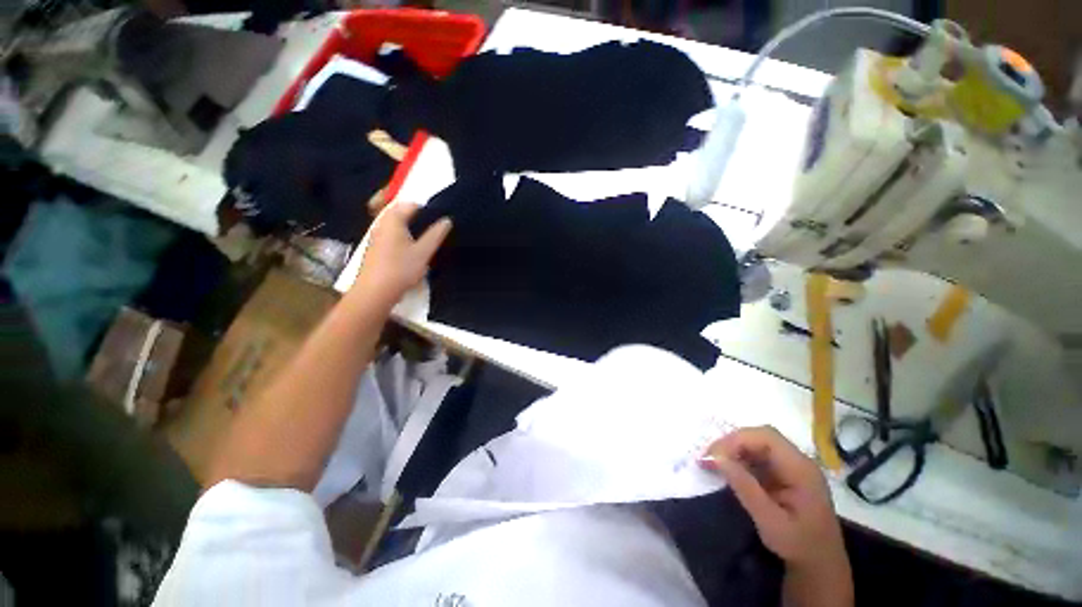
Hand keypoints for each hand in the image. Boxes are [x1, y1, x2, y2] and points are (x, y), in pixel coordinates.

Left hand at [355, 202, 451, 305]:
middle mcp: (382, 224)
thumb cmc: (401, 269)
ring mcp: (376, 237)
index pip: (411, 205)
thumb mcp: (424, 252)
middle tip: (434, 231)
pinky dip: (403, 239)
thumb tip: (447, 220)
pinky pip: (391, 237)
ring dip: (411, 230)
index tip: (440, 221)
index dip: (427, 210)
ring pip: (396, 226)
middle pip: (402, 214)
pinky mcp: (375, 249)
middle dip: (418, 219)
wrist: (375, 292)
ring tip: (426, 242)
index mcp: (393, 220)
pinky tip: (411, 253)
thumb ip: (436, 234)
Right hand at [701, 426, 845, 569]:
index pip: (766, 438)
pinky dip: (740, 458)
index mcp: (801, 470)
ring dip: (734, 449)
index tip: (714, 456)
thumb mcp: (770, 522)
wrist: (820, 566)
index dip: (737, 440)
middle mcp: (798, 461)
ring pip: (757, 443)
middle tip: (710, 458)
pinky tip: (728, 469)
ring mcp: (792, 466)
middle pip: (761, 436)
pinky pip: (758, 455)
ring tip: (713, 462)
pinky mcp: (784, 473)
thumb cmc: (798, 546)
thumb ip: (745, 488)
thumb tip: (717, 458)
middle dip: (732, 442)